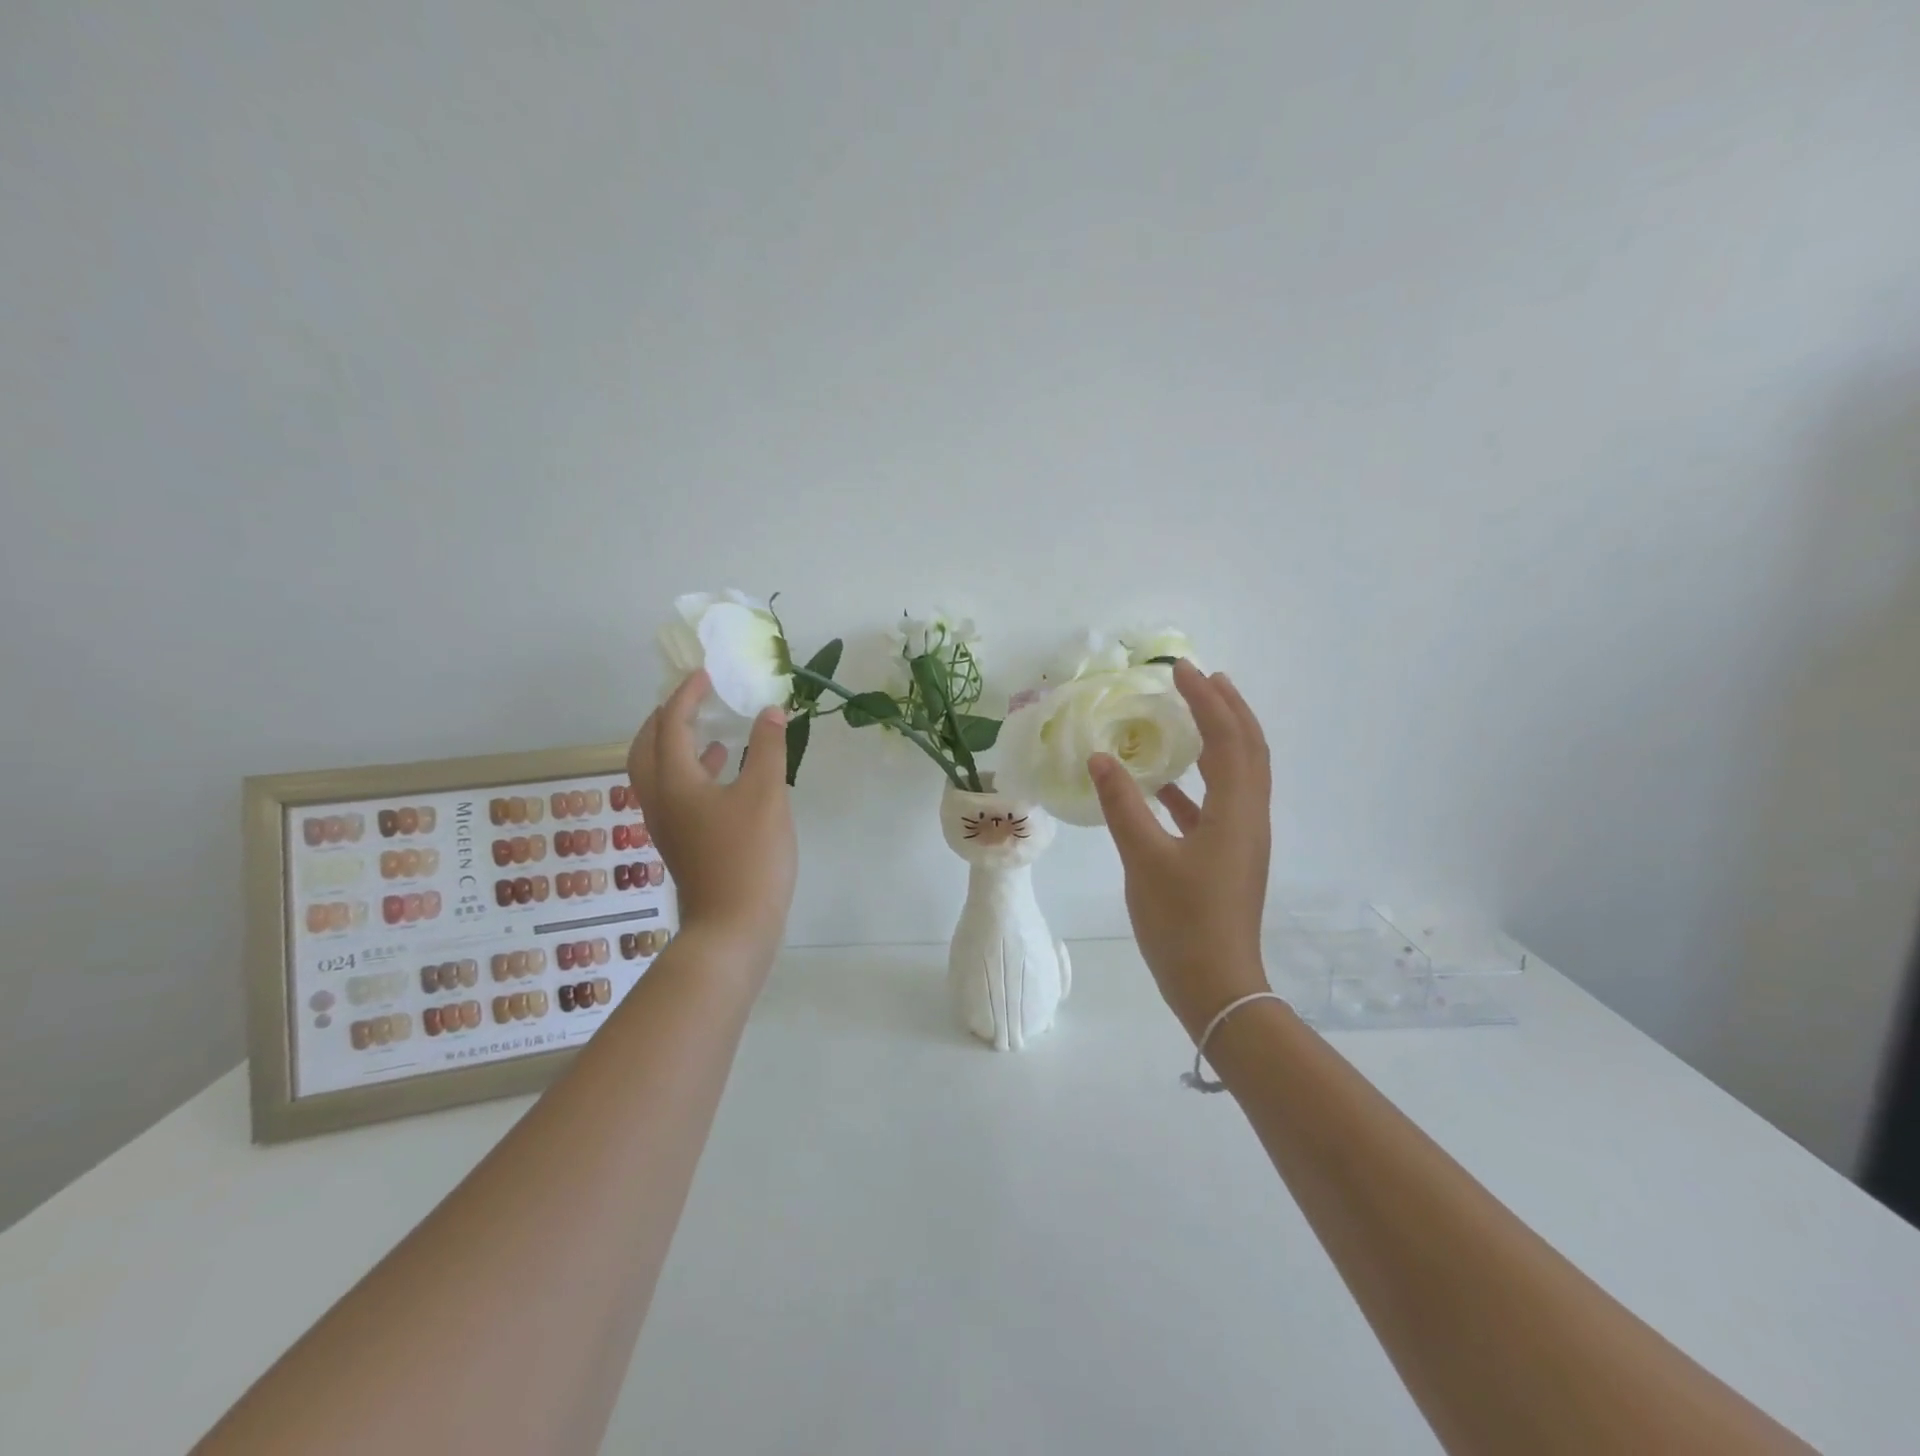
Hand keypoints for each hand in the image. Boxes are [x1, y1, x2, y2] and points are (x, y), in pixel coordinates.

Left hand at [627, 670, 796, 973]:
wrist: (732, 927)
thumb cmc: (748, 856)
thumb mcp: (766, 795)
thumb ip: (768, 748)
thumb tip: (770, 711)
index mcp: (675, 782)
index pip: (670, 725)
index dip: (686, 696)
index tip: (705, 675)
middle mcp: (661, 800)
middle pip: (646, 748)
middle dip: (664, 719)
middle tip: (691, 700)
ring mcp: (668, 825)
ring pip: (658, 773)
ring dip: (676, 746)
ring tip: (709, 731)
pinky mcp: (682, 843)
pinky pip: (676, 794)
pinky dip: (694, 773)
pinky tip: (726, 774)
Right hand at [1089, 661, 1272, 1038]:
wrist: (1216, 986)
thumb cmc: (1183, 922)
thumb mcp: (1144, 860)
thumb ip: (1123, 806)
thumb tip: (1100, 758)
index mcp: (1235, 812)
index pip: (1228, 738)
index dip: (1207, 700)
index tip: (1182, 670)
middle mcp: (1249, 817)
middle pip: (1249, 748)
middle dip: (1228, 708)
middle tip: (1201, 678)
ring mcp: (1242, 839)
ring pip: (1238, 774)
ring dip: (1219, 739)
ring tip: (1191, 715)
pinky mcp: (1229, 857)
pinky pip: (1219, 803)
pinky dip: (1198, 782)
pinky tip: (1165, 784)